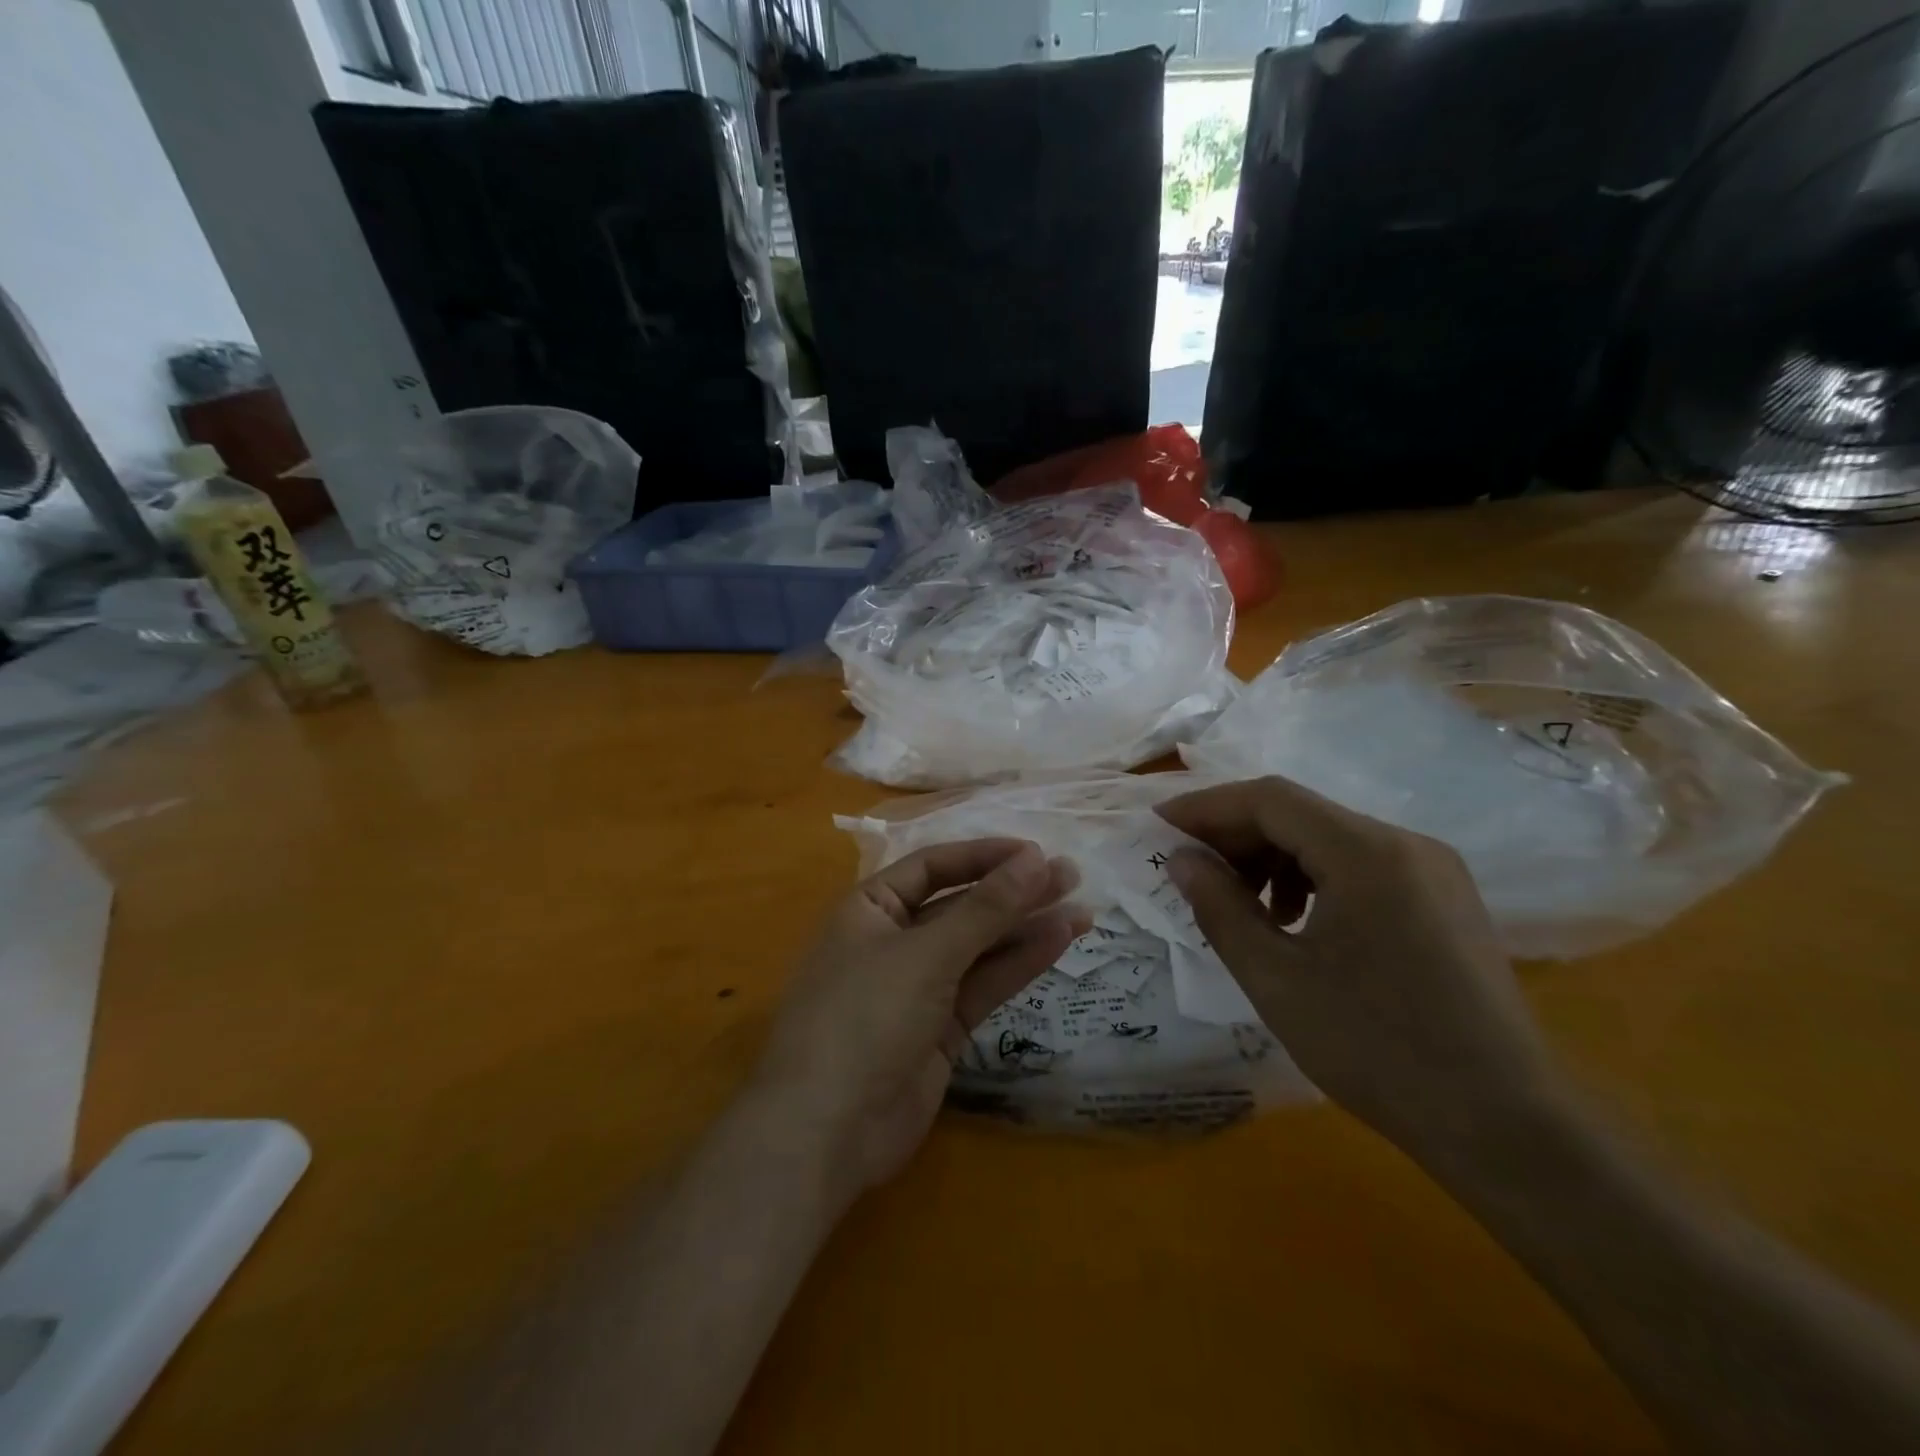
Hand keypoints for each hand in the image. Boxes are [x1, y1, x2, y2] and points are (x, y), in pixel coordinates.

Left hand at [756, 840, 1086, 1199]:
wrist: (827, 1132)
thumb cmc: (864, 1017)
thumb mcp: (926, 954)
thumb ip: (985, 909)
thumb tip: (1035, 858)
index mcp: (870, 908)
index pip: (933, 867)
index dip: (983, 857)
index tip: (1034, 852)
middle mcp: (893, 940)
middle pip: (960, 906)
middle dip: (1012, 892)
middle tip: (1071, 876)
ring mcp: (918, 987)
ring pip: (978, 947)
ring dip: (1025, 928)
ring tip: (1081, 909)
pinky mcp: (940, 1028)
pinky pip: (983, 985)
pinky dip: (1017, 965)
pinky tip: (1058, 942)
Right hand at [1157, 776, 1563, 1163]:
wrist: (1506, 1126)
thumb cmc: (1376, 1048)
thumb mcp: (1275, 978)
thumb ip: (1219, 907)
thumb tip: (1182, 859)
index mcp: (1367, 852)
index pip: (1270, 799)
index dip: (1207, 807)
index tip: (1160, 827)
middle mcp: (1406, 844)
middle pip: (1301, 814)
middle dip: (1238, 836)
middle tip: (1192, 873)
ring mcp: (1434, 871)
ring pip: (1331, 839)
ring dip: (1274, 859)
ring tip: (1244, 909)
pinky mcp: (1445, 901)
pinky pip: (1363, 867)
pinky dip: (1314, 879)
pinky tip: (1297, 924)